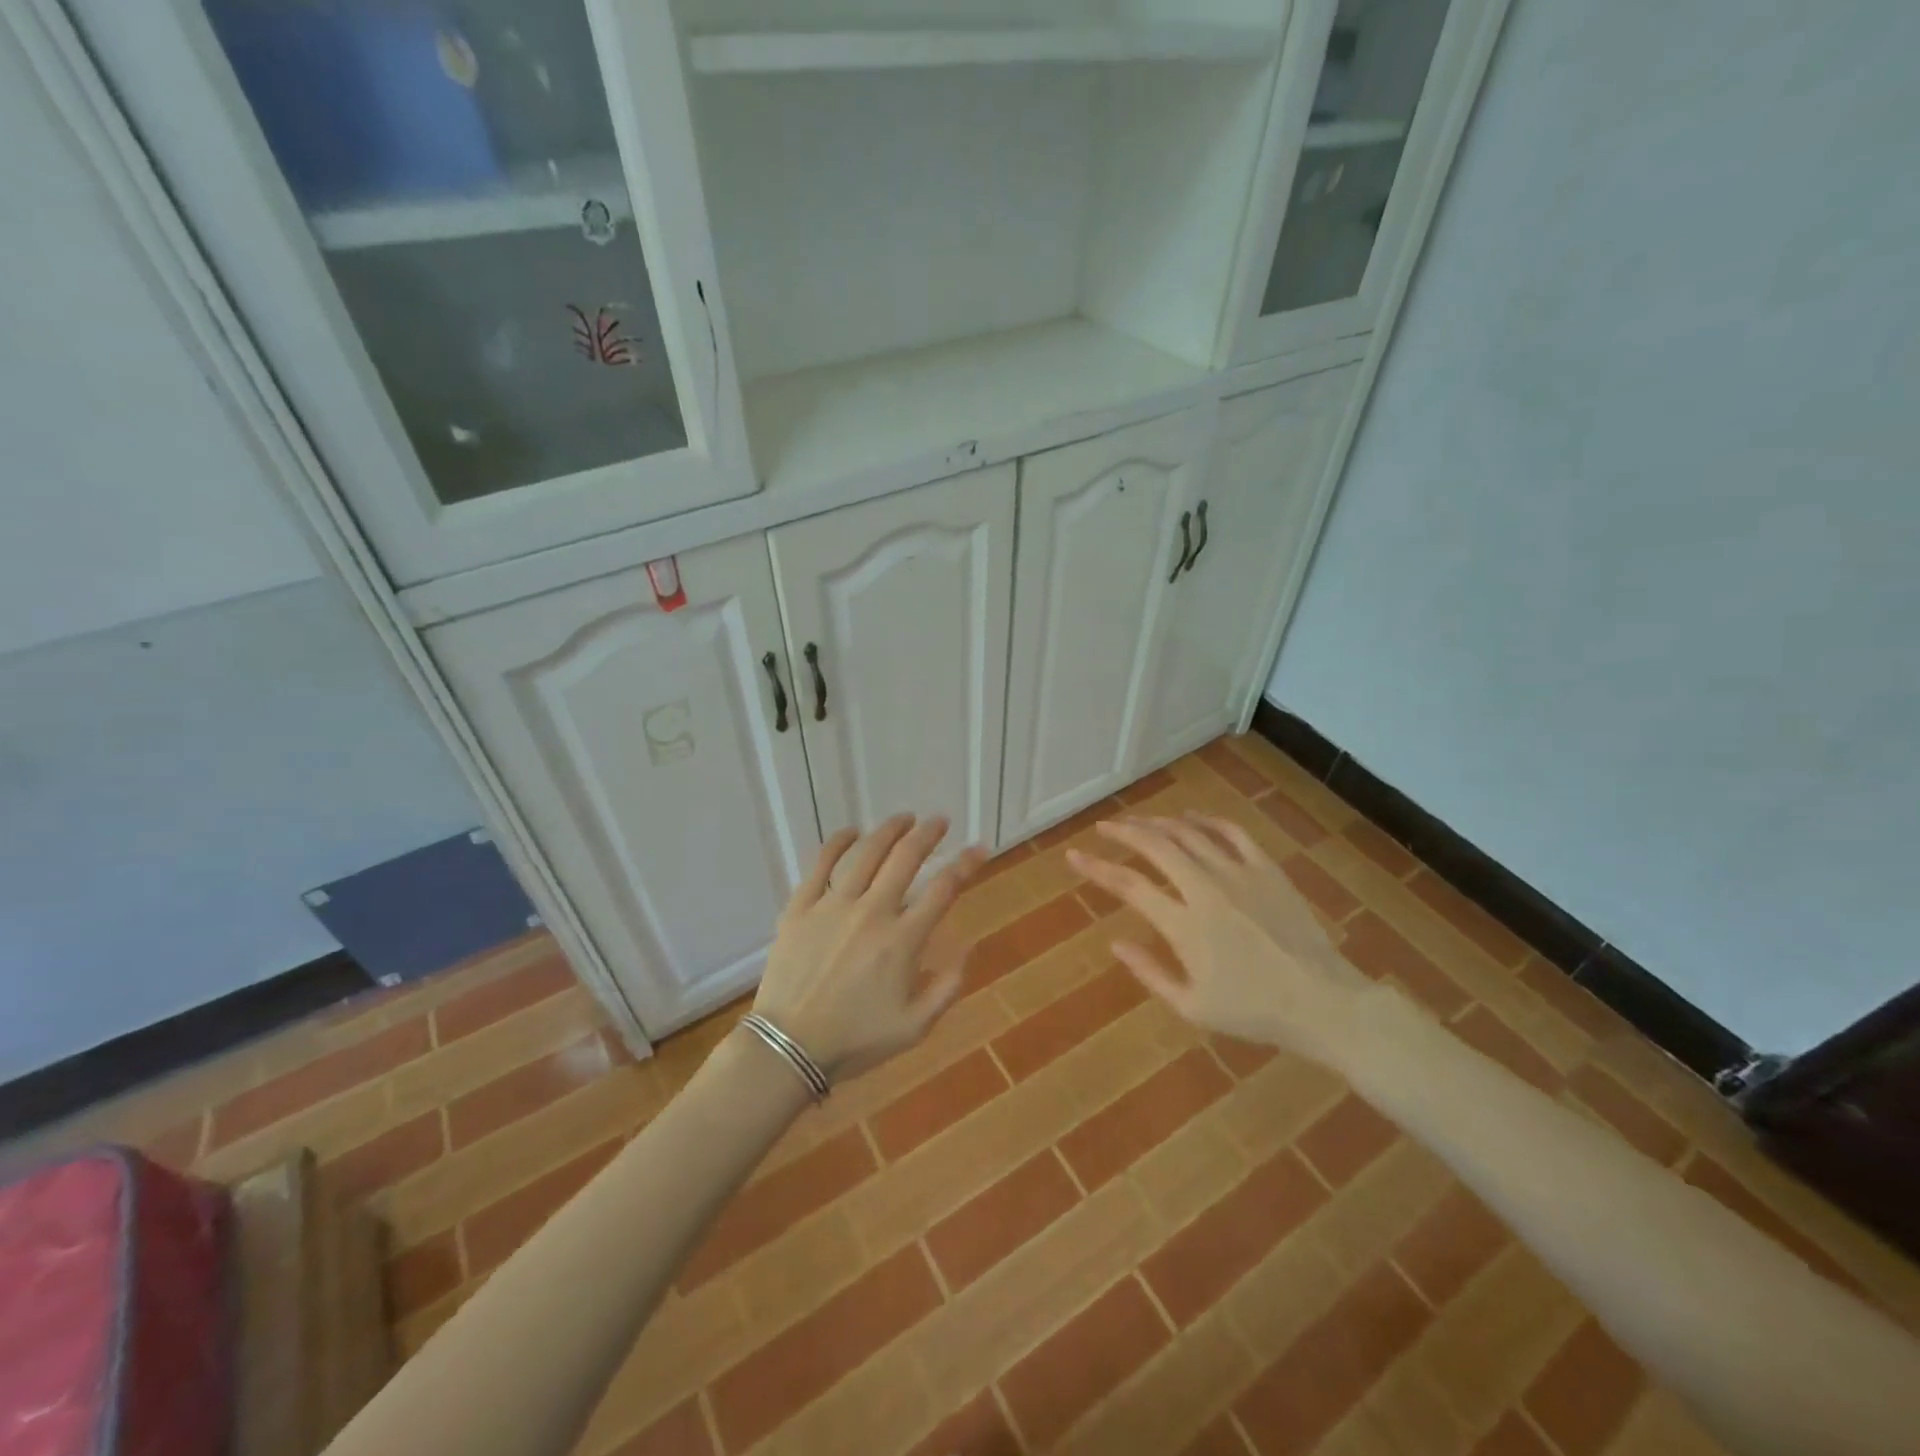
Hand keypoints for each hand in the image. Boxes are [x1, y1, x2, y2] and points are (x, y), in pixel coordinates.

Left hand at [753, 815, 987, 1083]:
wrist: (788, 1048)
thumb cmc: (855, 1040)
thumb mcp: (915, 1027)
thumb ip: (947, 987)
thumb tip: (967, 947)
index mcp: (903, 941)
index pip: (943, 889)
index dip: (966, 864)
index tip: (979, 849)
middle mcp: (872, 912)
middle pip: (906, 858)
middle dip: (928, 834)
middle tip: (940, 821)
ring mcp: (833, 906)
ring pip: (867, 853)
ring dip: (890, 830)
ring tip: (904, 819)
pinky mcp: (800, 907)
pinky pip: (821, 864)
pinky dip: (838, 843)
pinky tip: (850, 832)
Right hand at [1068, 813, 1372, 1064]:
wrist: (1322, 1002)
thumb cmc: (1254, 1012)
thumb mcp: (1193, 1007)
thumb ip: (1150, 972)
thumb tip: (1115, 941)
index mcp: (1184, 925)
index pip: (1129, 885)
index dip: (1097, 868)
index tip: (1074, 856)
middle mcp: (1206, 890)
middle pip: (1156, 846)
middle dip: (1123, 832)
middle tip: (1104, 827)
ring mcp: (1239, 874)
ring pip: (1189, 833)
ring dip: (1158, 823)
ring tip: (1138, 822)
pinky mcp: (1266, 869)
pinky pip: (1231, 832)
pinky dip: (1205, 820)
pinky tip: (1190, 818)